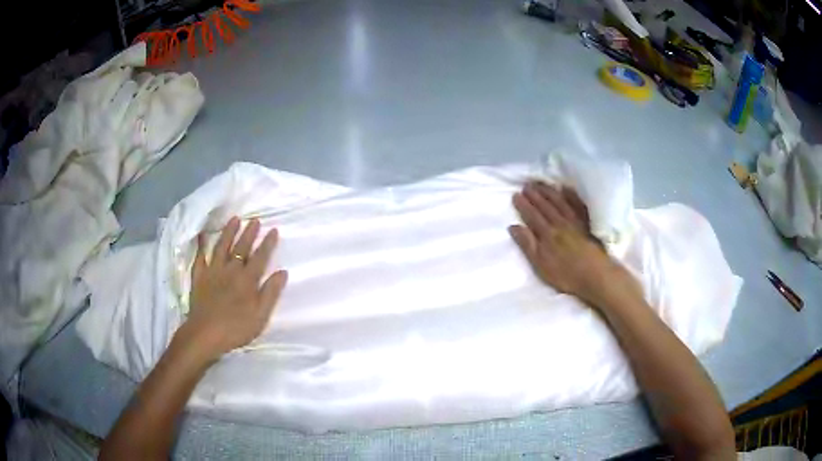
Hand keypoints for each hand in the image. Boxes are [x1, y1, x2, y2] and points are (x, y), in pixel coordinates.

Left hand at [183, 217, 287, 361]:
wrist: (205, 334)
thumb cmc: (236, 328)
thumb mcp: (260, 316)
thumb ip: (271, 293)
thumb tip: (282, 272)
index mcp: (247, 280)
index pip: (260, 257)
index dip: (267, 244)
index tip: (273, 230)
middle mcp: (231, 270)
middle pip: (241, 248)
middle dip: (249, 233)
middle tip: (255, 220)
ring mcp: (213, 271)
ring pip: (222, 247)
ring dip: (229, 232)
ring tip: (235, 219)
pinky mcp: (199, 276)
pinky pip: (200, 257)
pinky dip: (201, 245)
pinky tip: (202, 235)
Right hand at [509, 182, 639, 308]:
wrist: (596, 275)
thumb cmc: (566, 275)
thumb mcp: (541, 265)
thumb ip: (527, 245)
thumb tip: (513, 226)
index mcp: (547, 234)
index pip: (532, 216)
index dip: (523, 205)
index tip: (516, 195)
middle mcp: (560, 224)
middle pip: (545, 207)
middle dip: (535, 195)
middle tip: (526, 184)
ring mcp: (575, 222)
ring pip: (560, 203)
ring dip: (549, 192)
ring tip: (541, 183)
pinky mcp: (587, 225)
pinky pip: (578, 205)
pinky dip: (571, 196)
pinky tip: (566, 189)